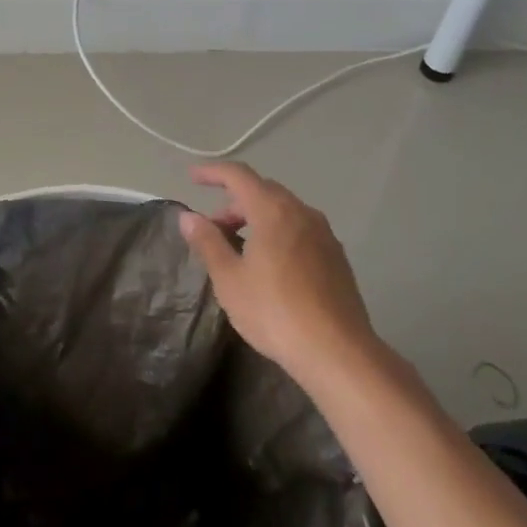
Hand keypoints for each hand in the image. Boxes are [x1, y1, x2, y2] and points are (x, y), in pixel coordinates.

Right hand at [179, 162, 377, 394]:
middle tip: (213, 226)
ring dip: (257, 218)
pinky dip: (278, 233)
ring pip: (283, 210)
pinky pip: (300, 230)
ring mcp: (324, 234)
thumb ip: (208, 242)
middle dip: (234, 202)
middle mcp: (301, 212)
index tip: (192, 178)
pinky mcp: (336, 257)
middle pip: (262, 191)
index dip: (212, 173)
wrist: (338, 352)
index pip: (238, 176)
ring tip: (239, 248)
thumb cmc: (274, 312)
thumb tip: (188, 216)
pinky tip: (270, 265)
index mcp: (273, 210)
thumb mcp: (229, 279)